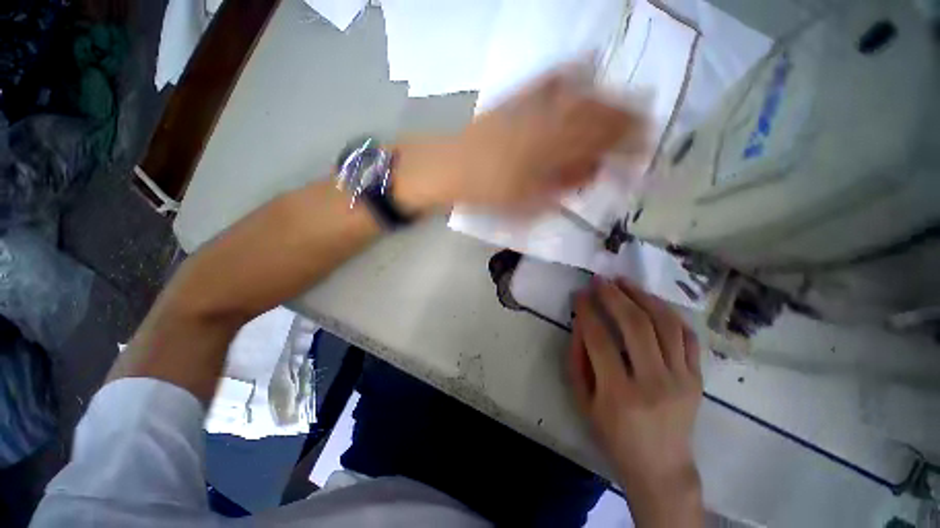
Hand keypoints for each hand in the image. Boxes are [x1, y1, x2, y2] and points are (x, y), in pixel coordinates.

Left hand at [393, 70, 643, 213]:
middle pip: (597, 117)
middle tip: (644, 126)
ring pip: (581, 97)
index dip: (627, 148)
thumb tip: (592, 172)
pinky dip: (571, 72)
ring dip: (608, 99)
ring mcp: (532, 108)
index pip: (601, 147)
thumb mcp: (527, 203)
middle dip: (627, 121)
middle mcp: (548, 126)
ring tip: (627, 103)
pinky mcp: (517, 98)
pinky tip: (586, 66)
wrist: (450, 169)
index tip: (643, 152)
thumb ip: (562, 187)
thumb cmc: (487, 193)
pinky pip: (549, 80)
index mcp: (551, 157)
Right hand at [569, 278, 703, 526]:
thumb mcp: (583, 400)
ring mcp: (682, 379)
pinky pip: (687, 336)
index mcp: (619, 393)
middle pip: (636, 325)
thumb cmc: (613, 434)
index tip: (579, 293)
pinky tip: (651, 301)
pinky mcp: (697, 378)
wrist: (660, 466)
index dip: (587, 311)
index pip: (600, 339)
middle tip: (600, 280)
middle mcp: (654, 383)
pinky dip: (668, 313)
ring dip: (642, 296)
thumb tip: (581, 322)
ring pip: (665, 324)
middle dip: (614, 296)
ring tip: (624, 281)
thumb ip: (578, 359)